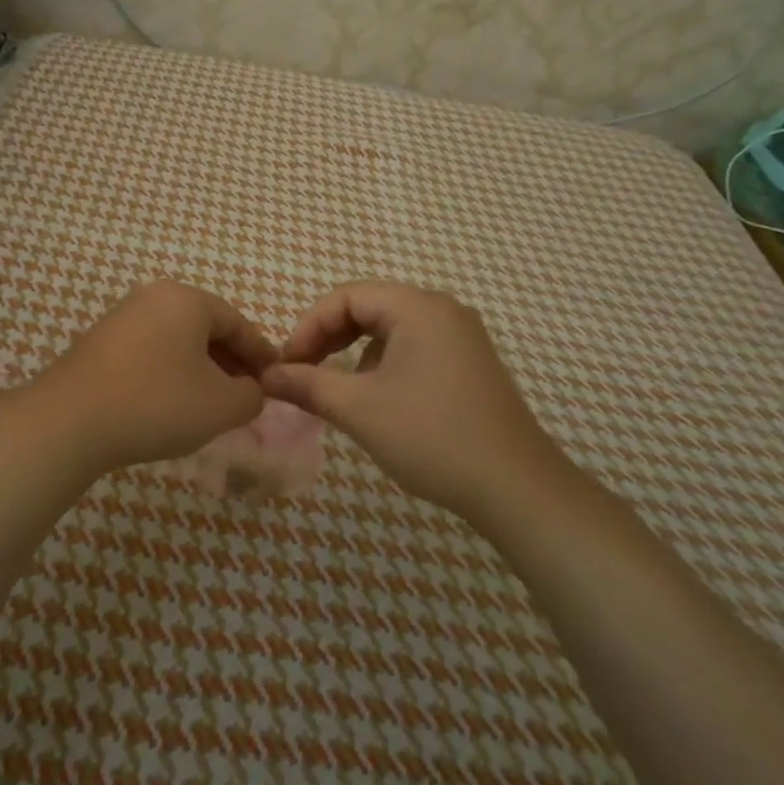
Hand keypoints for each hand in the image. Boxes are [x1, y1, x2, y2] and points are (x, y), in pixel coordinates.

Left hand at [15, 281, 277, 474]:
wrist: (69, 421)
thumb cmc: (157, 403)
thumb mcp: (221, 405)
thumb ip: (251, 396)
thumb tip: (252, 391)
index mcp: (187, 299)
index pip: (238, 323)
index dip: (261, 354)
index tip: (276, 380)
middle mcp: (154, 297)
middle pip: (207, 328)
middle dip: (231, 362)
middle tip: (247, 394)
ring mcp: (122, 317)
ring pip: (177, 341)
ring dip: (200, 369)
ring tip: (211, 403)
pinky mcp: (99, 342)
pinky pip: (150, 351)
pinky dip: (170, 373)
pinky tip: (172, 403)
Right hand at [263, 282, 565, 520]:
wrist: (516, 487)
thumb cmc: (432, 437)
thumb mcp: (359, 409)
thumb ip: (308, 385)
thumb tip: (267, 376)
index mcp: (417, 307)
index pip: (346, 296)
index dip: (308, 326)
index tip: (287, 365)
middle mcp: (442, 310)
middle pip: (369, 307)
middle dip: (329, 337)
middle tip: (303, 372)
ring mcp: (462, 337)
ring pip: (391, 329)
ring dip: (355, 353)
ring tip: (336, 389)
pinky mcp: (471, 364)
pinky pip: (415, 348)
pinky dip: (384, 365)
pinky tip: (378, 400)